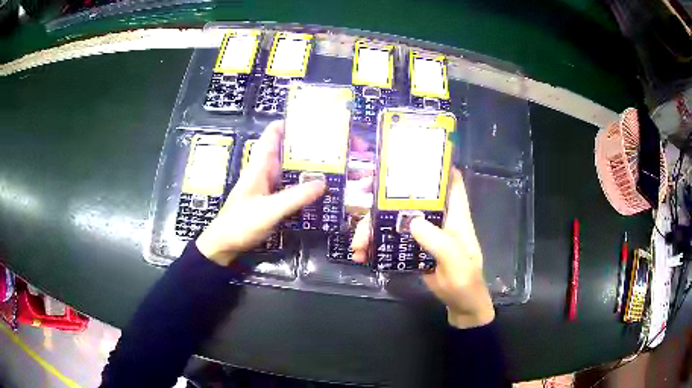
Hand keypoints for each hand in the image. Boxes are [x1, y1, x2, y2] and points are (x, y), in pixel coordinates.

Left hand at [196, 121, 324, 265]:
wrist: (224, 245)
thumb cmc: (241, 223)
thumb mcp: (269, 210)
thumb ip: (295, 197)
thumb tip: (323, 183)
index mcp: (259, 166)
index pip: (273, 134)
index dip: (290, 123)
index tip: (313, 119)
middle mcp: (264, 171)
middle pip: (286, 150)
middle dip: (306, 145)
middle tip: (332, 143)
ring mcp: (267, 186)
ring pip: (289, 168)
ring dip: (306, 165)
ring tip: (332, 162)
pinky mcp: (270, 200)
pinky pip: (290, 186)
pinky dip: (303, 184)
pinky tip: (318, 188)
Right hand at [350, 169, 494, 328]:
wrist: (460, 305)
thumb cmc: (466, 282)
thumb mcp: (457, 264)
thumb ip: (439, 242)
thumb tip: (412, 220)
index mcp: (455, 216)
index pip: (450, 181)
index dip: (435, 165)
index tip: (409, 156)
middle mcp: (438, 218)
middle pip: (410, 197)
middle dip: (384, 197)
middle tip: (361, 200)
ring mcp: (424, 233)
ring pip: (394, 218)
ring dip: (372, 227)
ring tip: (357, 245)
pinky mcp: (412, 247)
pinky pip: (390, 238)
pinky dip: (374, 244)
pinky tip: (361, 254)